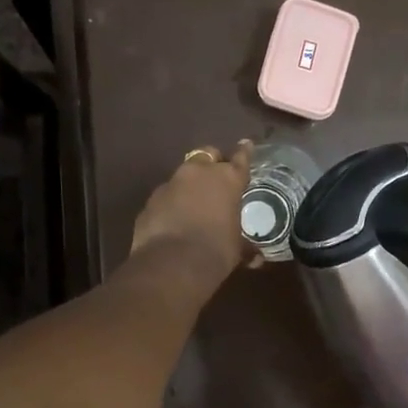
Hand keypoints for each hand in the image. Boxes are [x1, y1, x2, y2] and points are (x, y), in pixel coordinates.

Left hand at [129, 142, 253, 287]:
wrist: (172, 264)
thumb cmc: (216, 251)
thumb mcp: (236, 250)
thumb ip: (245, 247)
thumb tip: (256, 258)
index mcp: (227, 179)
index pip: (240, 158)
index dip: (244, 151)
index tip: (246, 144)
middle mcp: (198, 173)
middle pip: (207, 154)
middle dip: (212, 162)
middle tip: (216, 177)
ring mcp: (171, 184)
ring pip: (183, 175)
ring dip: (189, 184)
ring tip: (193, 202)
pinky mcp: (151, 200)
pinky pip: (166, 196)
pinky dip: (172, 203)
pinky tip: (174, 220)